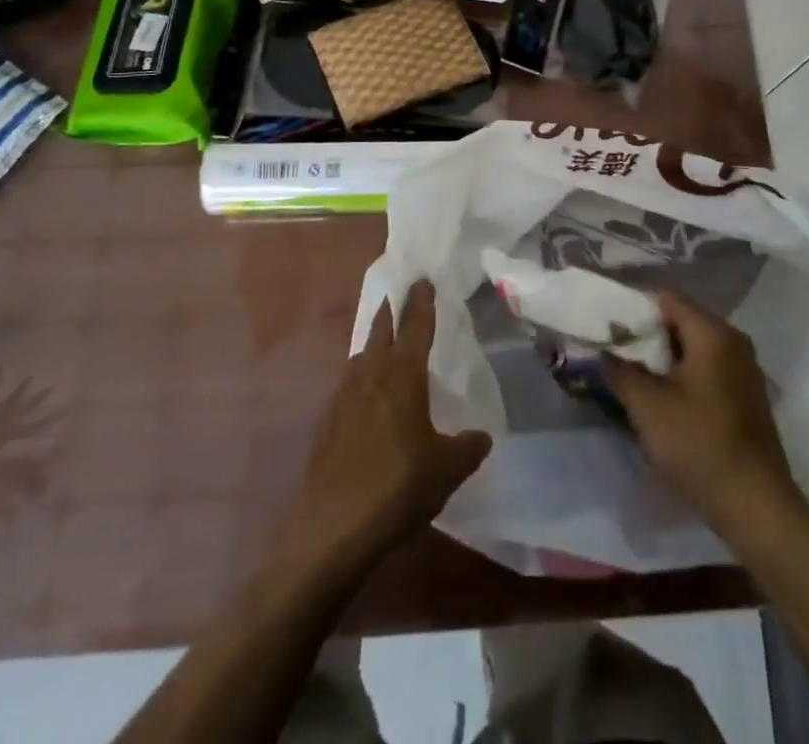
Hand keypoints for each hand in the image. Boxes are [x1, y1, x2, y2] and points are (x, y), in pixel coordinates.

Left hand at [278, 281, 490, 574]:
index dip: (421, 301)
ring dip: (374, 343)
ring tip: (386, 344)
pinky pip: (349, 385)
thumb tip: (482, 437)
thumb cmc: (397, 488)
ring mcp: (343, 397)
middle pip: (381, 330)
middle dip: (392, 311)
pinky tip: (367, 397)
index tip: (423, 278)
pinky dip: (361, 378)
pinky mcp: (327, 423)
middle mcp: (370, 374)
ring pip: (361, 356)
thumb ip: (467, 448)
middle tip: (401, 295)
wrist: (330, 530)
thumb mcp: (447, 470)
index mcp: (403, 375)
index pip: (415, 325)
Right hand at [603, 291, 806, 541]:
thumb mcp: (647, 406)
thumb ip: (619, 369)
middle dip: (645, 331)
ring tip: (629, 369)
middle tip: (612, 345)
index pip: (666, 297)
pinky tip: (660, 393)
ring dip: (662, 354)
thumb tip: (600, 349)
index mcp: (712, 333)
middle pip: (680, 319)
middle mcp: (733, 340)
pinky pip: (706, 367)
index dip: (632, 304)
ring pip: (693, 345)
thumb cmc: (698, 444)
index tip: (605, 318)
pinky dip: (681, 372)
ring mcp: (743, 368)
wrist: (756, 506)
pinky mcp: (745, 395)